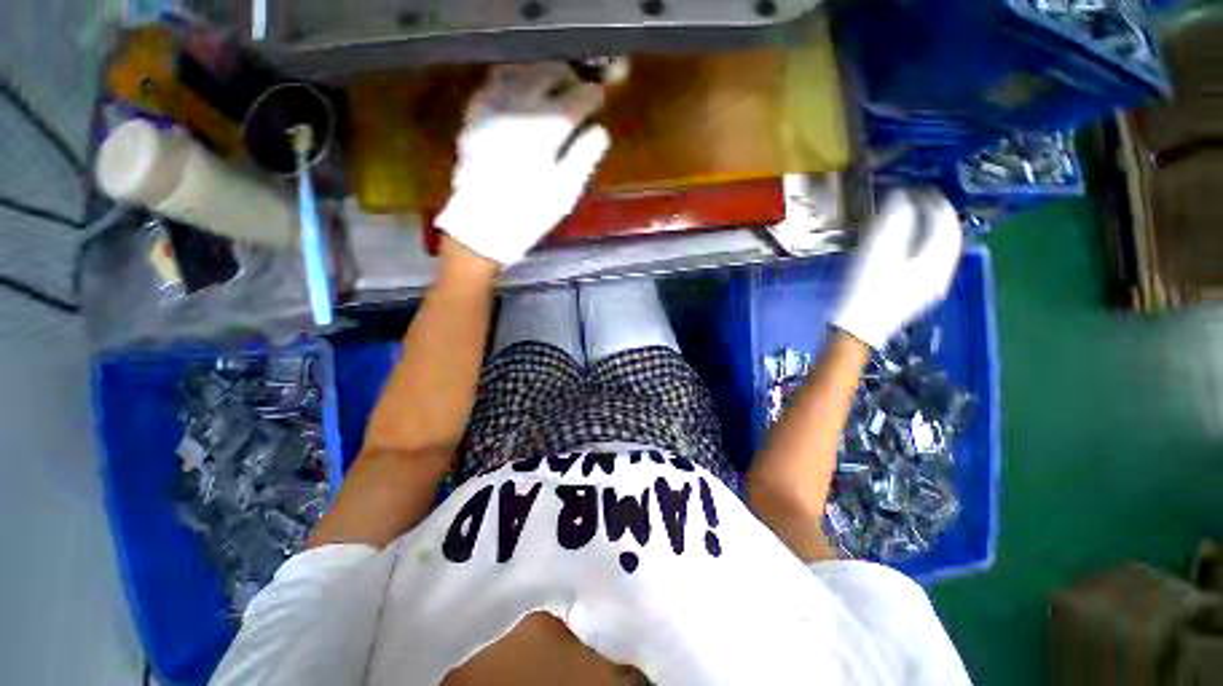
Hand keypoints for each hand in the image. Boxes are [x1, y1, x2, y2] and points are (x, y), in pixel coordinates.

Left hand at [436, 63, 610, 265]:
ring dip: (537, 73)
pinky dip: (509, 81)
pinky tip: (515, 94)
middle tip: (577, 87)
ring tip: (548, 85)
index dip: (591, 95)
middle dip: (566, 76)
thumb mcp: (565, 192)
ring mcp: (492, 108)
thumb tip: (600, 132)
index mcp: (546, 129)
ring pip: (517, 71)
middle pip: (546, 75)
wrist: (483, 224)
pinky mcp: (474, 117)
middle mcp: (519, 108)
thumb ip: (584, 157)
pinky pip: (491, 84)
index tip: (600, 96)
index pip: (576, 99)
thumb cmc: (530, 212)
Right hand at [830, 189, 962, 348]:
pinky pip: (929, 262)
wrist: (857, 329)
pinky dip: (922, 246)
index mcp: (936, 260)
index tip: (920, 188)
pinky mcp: (917, 295)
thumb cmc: (865, 290)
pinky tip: (908, 245)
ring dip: (929, 231)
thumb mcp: (876, 252)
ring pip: (939, 250)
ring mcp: (930, 286)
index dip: (935, 202)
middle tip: (919, 201)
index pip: (945, 223)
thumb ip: (893, 221)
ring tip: (914, 218)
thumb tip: (902, 196)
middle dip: (936, 216)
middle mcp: (941, 272)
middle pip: (947, 237)